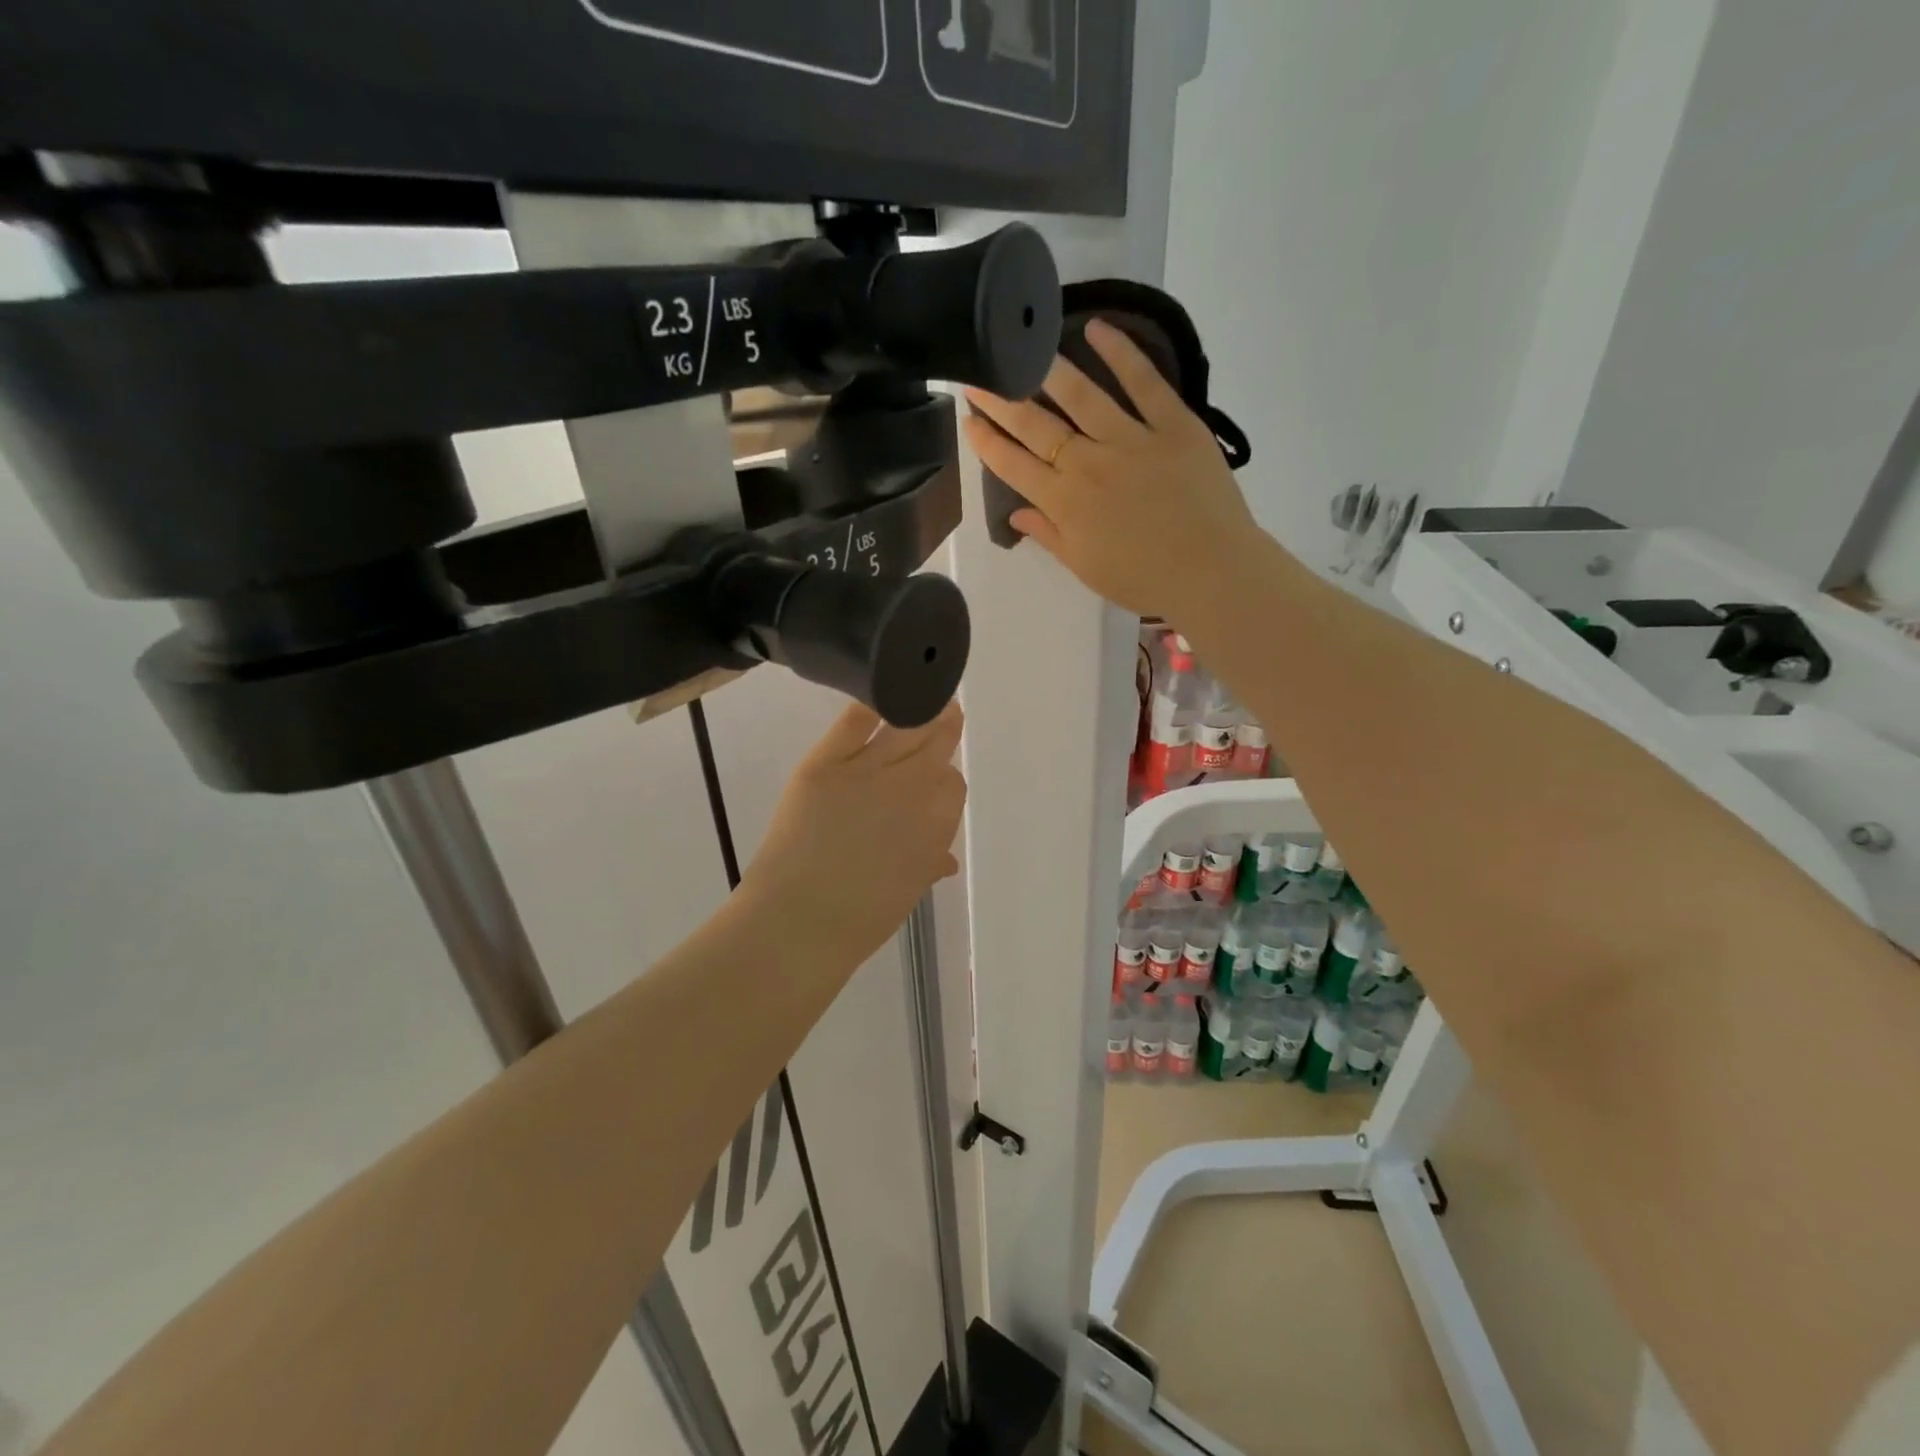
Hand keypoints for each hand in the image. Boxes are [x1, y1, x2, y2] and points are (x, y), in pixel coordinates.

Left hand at [741, 699, 965, 964]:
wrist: (800, 920)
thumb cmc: (861, 919)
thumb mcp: (907, 892)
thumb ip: (927, 865)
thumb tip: (944, 860)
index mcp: (936, 823)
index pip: (952, 785)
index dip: (946, 780)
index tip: (940, 777)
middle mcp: (911, 787)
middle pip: (936, 746)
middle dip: (945, 728)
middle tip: (948, 711)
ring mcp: (867, 769)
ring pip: (903, 728)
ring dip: (919, 712)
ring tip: (925, 697)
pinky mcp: (825, 762)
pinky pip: (853, 722)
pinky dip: (869, 707)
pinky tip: (878, 699)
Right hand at [963, 318, 1261, 623]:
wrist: (1212, 572)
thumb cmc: (1144, 579)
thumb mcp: (1086, 567)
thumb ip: (1049, 536)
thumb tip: (1016, 515)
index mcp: (1065, 503)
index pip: (1014, 466)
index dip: (988, 443)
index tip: (968, 420)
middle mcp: (1089, 463)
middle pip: (1037, 426)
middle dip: (1002, 400)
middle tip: (979, 374)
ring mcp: (1132, 439)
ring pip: (1082, 395)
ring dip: (1048, 370)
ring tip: (1026, 348)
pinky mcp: (1173, 423)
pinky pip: (1143, 381)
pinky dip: (1120, 352)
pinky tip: (1096, 329)